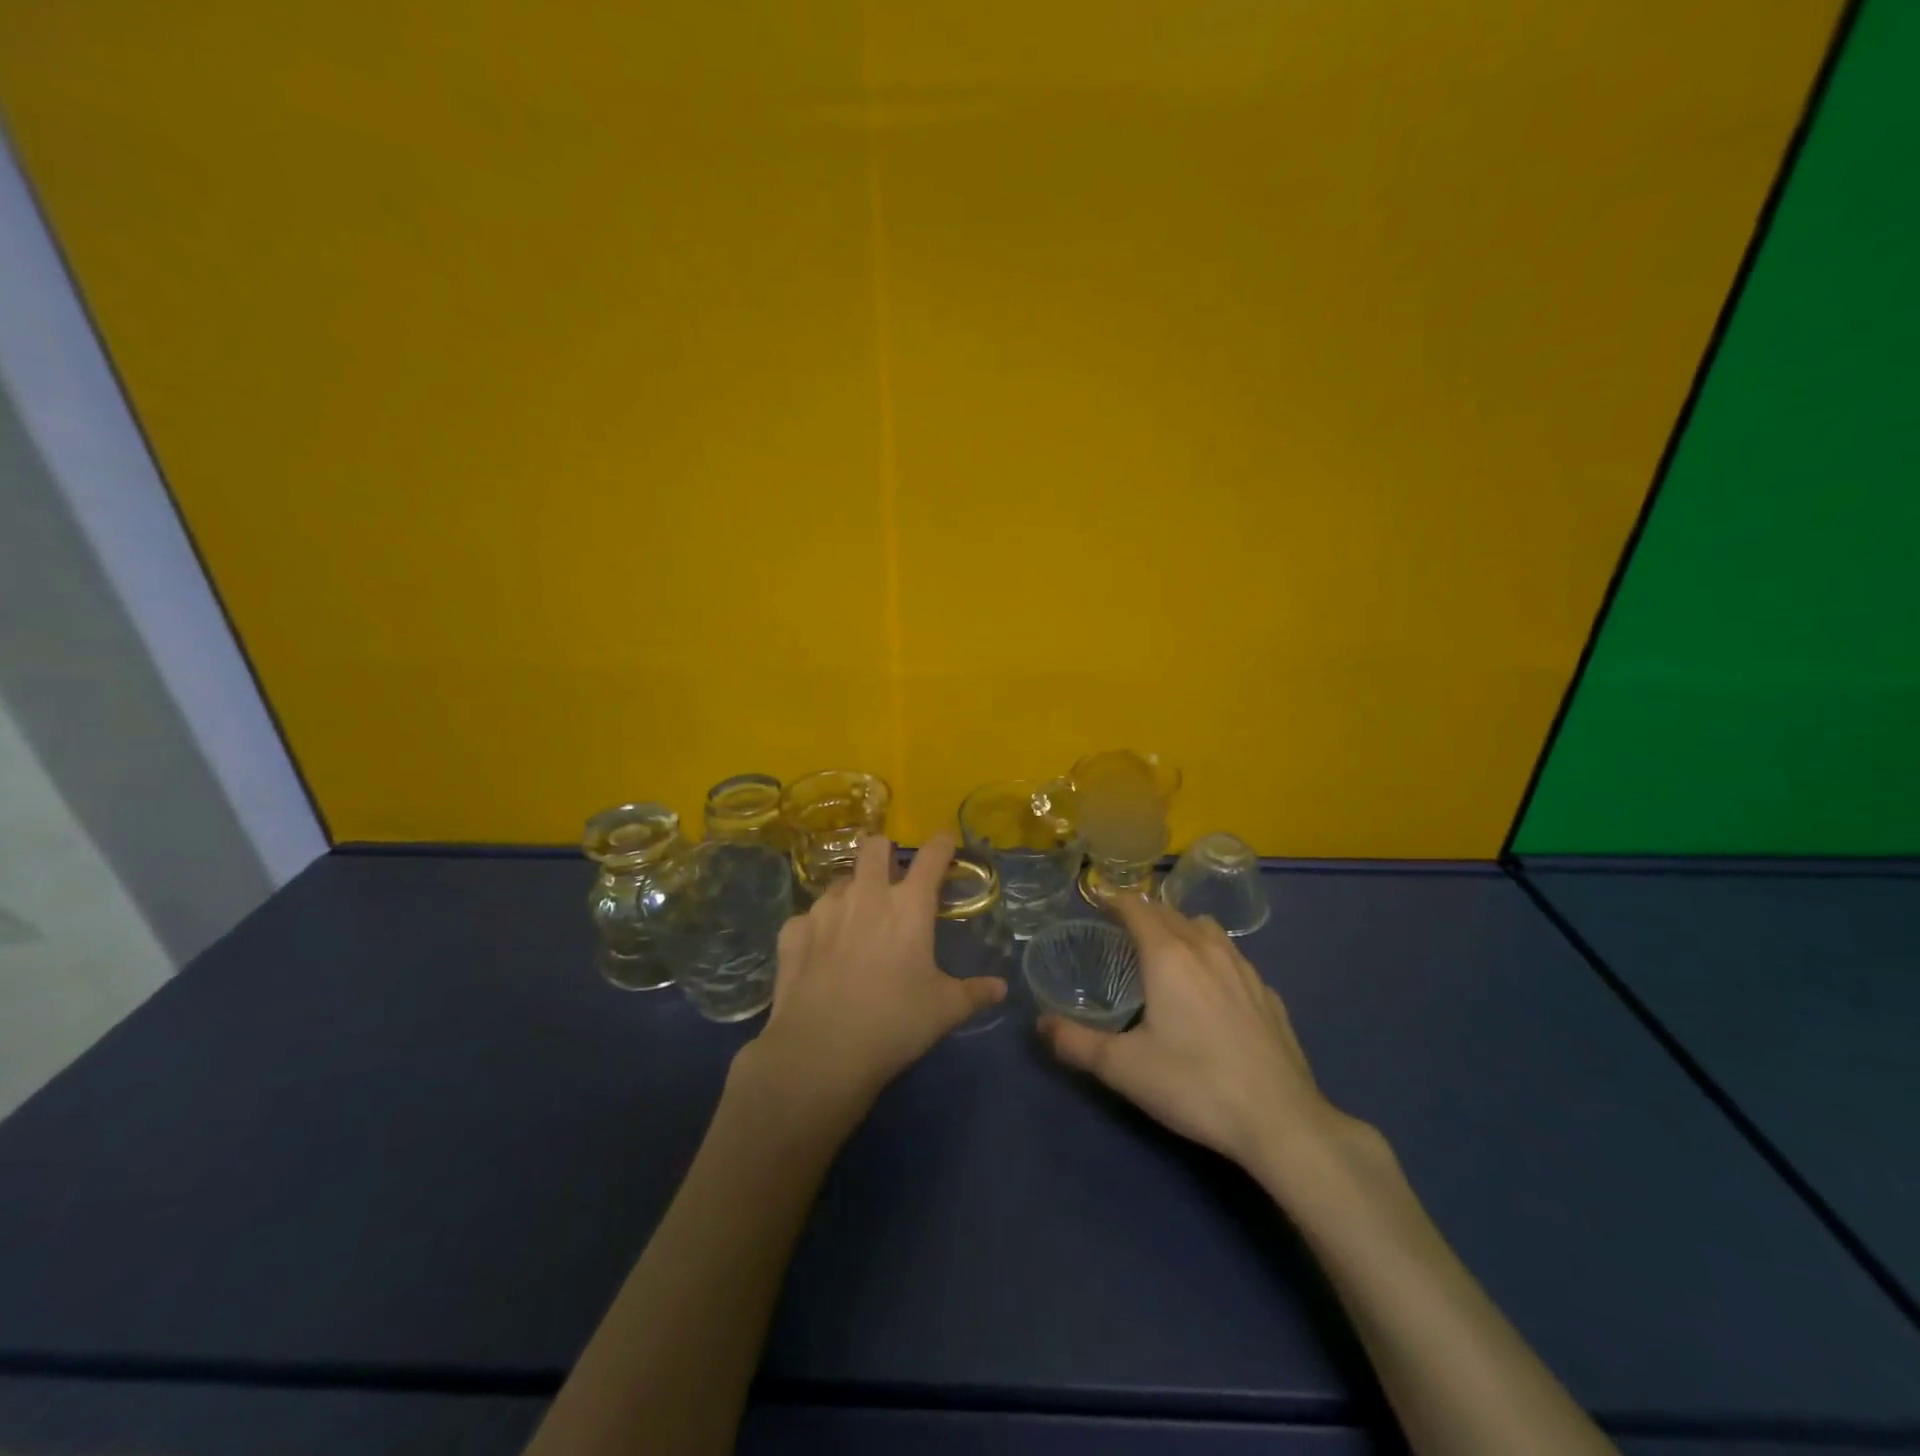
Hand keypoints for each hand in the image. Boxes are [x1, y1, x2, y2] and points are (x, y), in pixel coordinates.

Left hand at [735, 833, 1005, 1124]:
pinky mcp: (792, 930)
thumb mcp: (944, 1010)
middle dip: (885, 852)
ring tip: (855, 921)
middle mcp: (866, 894)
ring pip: (840, 880)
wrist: (820, 1051)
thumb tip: (1000, 988)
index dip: (942, 843)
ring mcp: (824, 909)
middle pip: (874, 846)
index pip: (932, 855)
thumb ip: (975, 992)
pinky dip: (818, 927)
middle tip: (891, 877)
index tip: (946, 841)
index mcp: (909, 905)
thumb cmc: (894, 1023)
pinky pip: (808, 916)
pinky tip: (820, 952)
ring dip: (852, 892)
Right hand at [1040, 896, 1365, 1182]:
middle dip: (1145, 913)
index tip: (1098, 902)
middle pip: (1171, 913)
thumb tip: (1041, 1024)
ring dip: (1182, 928)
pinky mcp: (1269, 994)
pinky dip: (1214, 957)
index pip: (1137, 908)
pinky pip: (1234, 958)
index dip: (1115, 900)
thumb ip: (1075, 1043)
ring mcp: (1244, 969)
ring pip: (1207, 929)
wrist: (1280, 1121)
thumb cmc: (1193, 1085)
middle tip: (1123, 929)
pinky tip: (1213, 989)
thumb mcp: (1122, 1068)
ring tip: (1168, 951)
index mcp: (1168, 955)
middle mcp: (1207, 949)